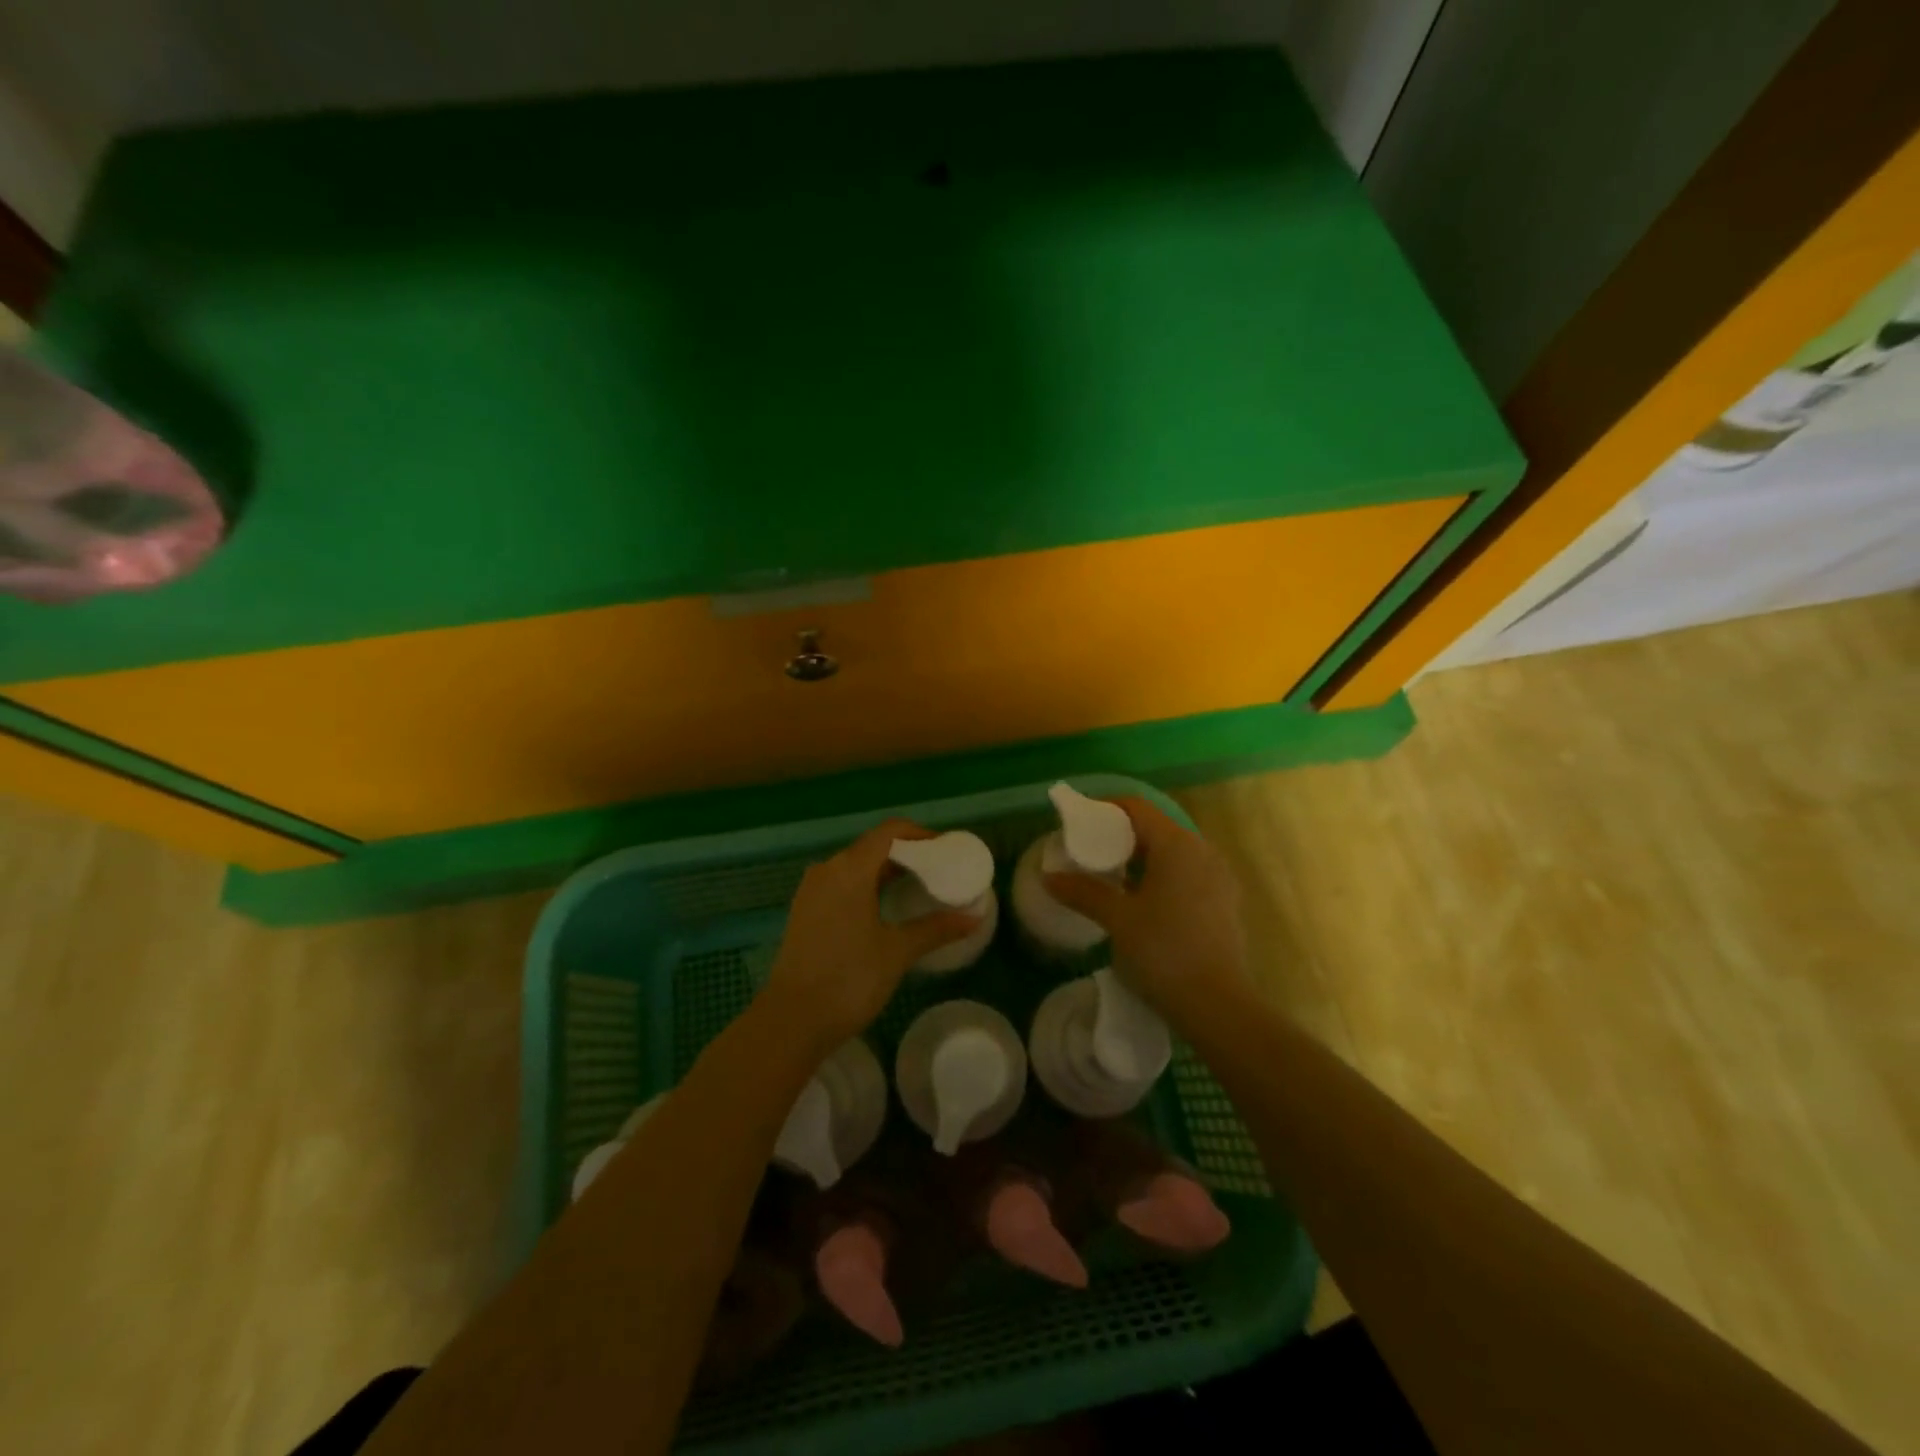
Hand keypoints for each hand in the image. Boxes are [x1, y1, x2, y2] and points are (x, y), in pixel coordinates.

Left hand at [761, 818, 980, 1048]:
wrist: (791, 1021)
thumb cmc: (848, 979)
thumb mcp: (897, 952)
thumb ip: (936, 929)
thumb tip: (974, 917)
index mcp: (850, 869)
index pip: (889, 831)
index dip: (920, 835)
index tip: (946, 850)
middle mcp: (827, 869)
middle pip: (872, 846)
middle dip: (907, 854)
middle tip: (939, 872)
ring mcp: (812, 890)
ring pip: (855, 866)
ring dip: (886, 871)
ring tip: (918, 889)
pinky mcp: (805, 911)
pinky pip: (841, 884)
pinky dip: (867, 886)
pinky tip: (886, 909)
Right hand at [1043, 796, 1249, 1018]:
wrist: (1218, 1006)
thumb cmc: (1164, 952)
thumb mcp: (1118, 919)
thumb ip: (1083, 892)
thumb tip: (1049, 877)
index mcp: (1178, 845)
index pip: (1136, 808)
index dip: (1104, 808)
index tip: (1077, 822)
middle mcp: (1202, 852)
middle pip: (1155, 828)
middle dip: (1118, 835)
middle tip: (1086, 852)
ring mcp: (1217, 878)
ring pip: (1171, 853)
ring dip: (1139, 858)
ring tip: (1108, 877)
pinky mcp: (1223, 903)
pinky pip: (1185, 874)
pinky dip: (1158, 876)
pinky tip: (1138, 901)